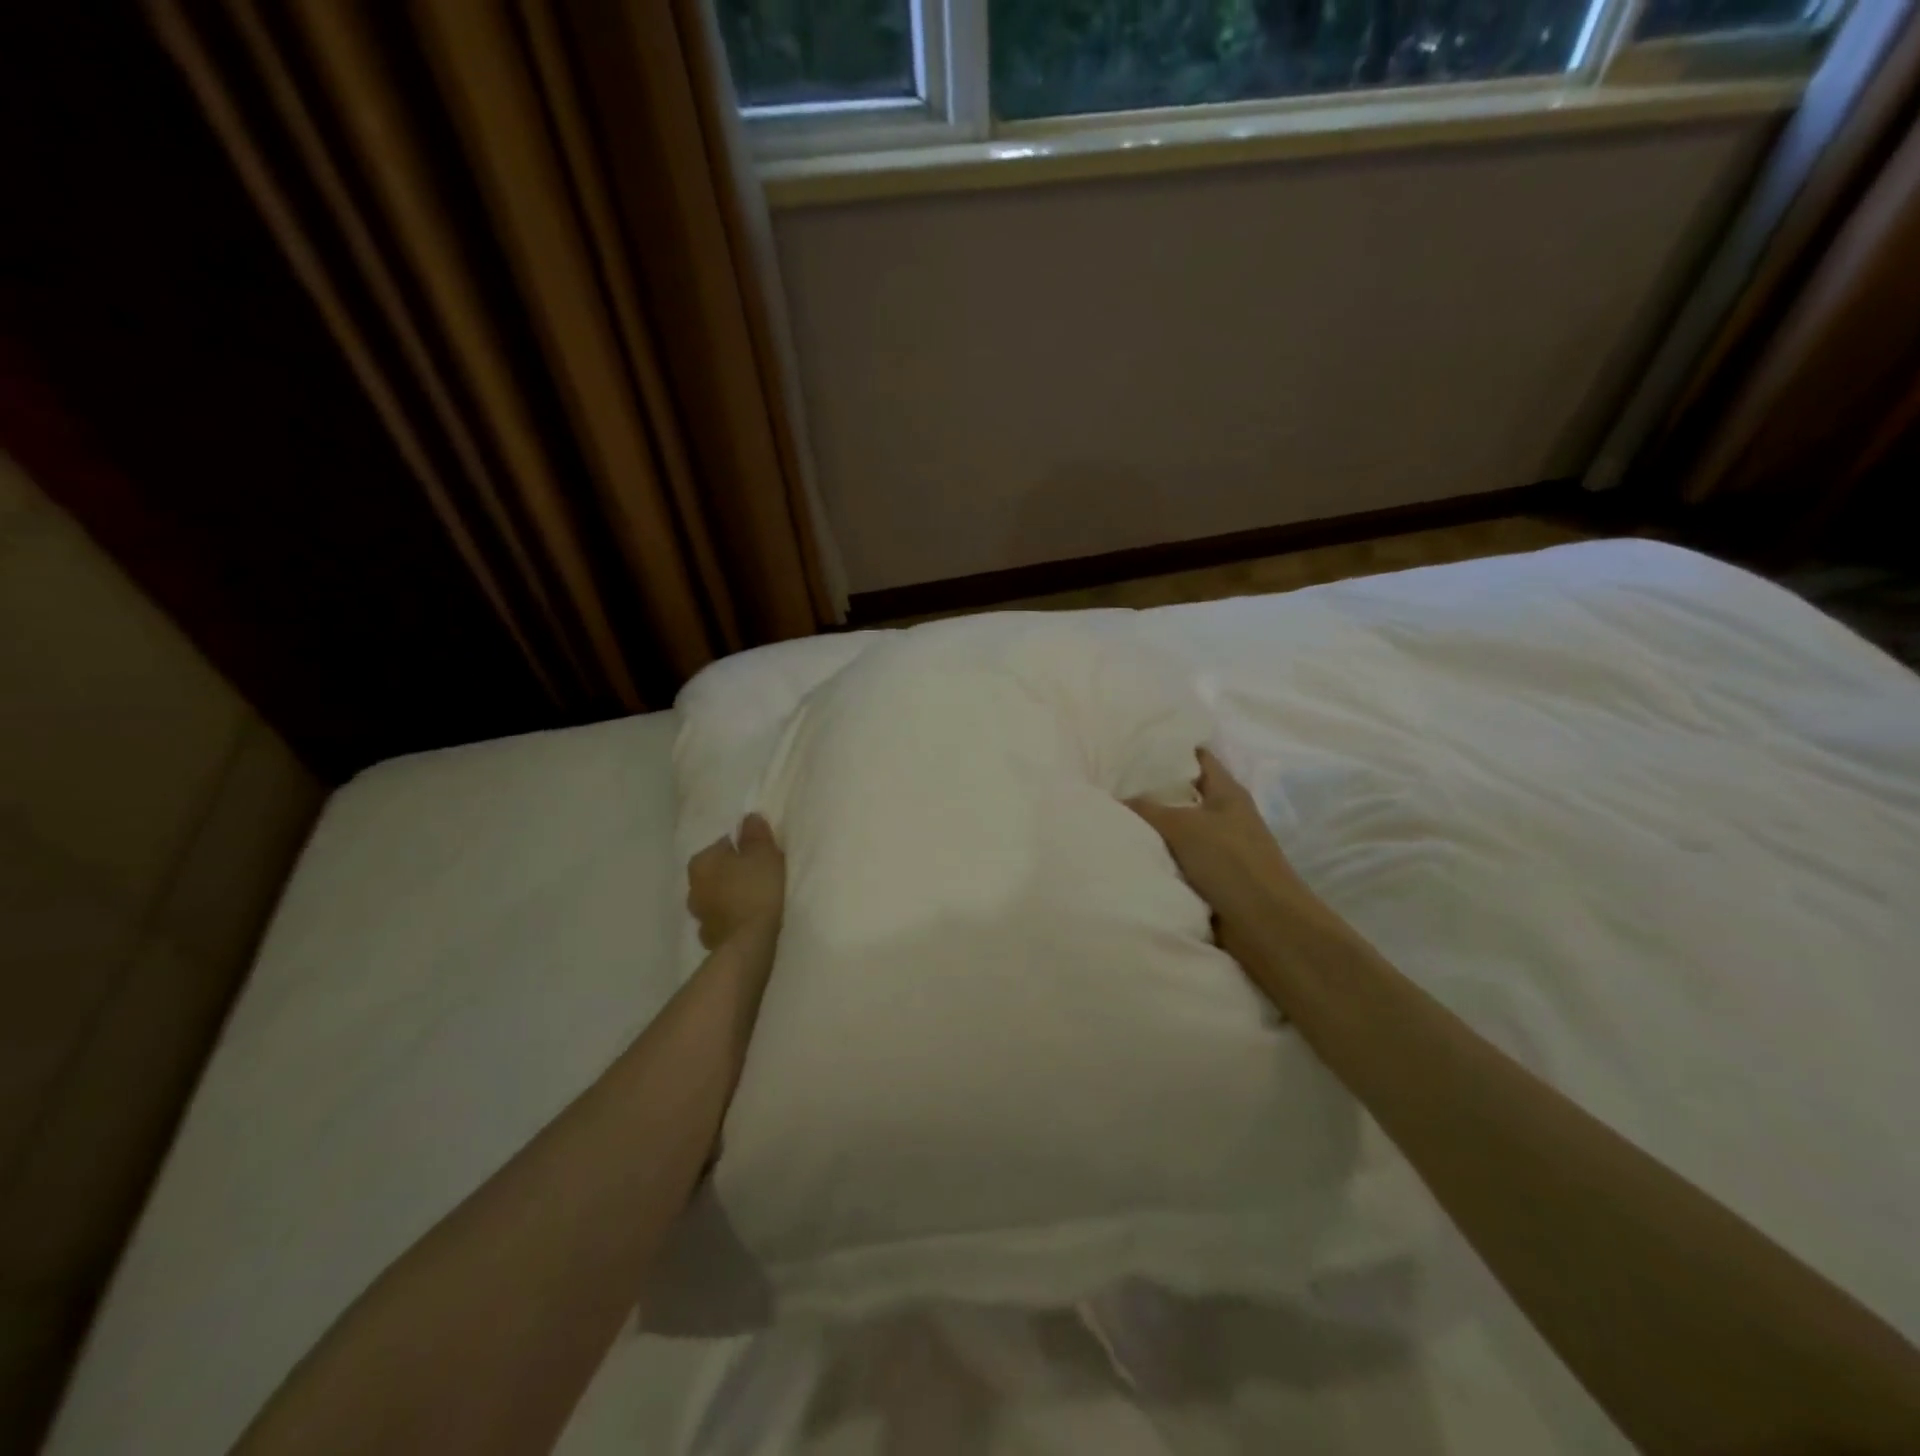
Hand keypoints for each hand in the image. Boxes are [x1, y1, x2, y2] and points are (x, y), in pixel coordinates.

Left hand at [686, 813, 785, 949]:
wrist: (749, 942)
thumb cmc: (756, 889)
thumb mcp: (763, 854)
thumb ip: (755, 833)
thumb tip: (748, 818)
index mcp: (701, 862)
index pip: (723, 845)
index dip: (744, 848)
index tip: (761, 855)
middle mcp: (693, 887)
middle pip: (717, 871)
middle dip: (733, 872)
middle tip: (760, 875)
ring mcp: (698, 916)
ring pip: (717, 897)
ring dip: (730, 896)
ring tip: (756, 898)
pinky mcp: (709, 938)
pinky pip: (722, 919)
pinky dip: (732, 917)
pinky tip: (749, 919)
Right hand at [1126, 747, 1320, 971]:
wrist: (1264, 926)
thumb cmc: (1230, 863)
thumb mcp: (1183, 826)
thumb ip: (1147, 809)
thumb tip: (1115, 798)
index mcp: (1227, 792)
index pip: (1197, 758)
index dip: (1169, 748)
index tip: (1132, 745)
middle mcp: (1223, 816)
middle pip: (1182, 795)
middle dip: (1149, 790)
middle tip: (1108, 781)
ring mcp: (1218, 849)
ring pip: (1175, 830)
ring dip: (1149, 828)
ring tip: (1108, 815)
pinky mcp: (1209, 879)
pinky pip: (1174, 860)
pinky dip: (1155, 857)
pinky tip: (1125, 852)